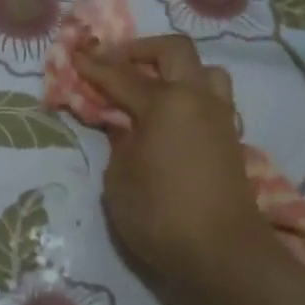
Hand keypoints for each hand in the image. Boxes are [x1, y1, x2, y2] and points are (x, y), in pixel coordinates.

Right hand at [75, 36, 294, 301]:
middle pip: (173, 51)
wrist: (223, 254)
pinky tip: (169, 116)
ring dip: (174, 68)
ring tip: (149, 86)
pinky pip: (211, 97)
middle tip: (115, 64)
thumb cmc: (160, 215)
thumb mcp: (119, 178)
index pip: (121, 75)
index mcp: (165, 103)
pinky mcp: (230, 138)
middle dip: (140, 50)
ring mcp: (219, 117)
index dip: (93, 66)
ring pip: (204, 70)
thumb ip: (118, 142)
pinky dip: (188, 93)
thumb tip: (123, 126)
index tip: (74, 55)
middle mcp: (197, 99)